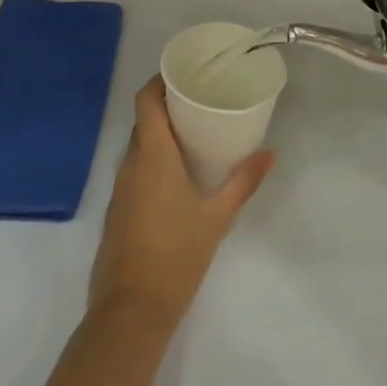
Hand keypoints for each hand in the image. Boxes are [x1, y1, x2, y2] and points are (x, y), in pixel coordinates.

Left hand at [89, 78, 273, 328]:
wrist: (130, 312)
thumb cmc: (176, 255)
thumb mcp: (217, 217)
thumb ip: (243, 181)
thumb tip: (270, 154)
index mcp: (152, 156)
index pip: (146, 102)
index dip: (159, 81)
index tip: (183, 73)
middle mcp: (130, 166)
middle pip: (143, 122)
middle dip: (167, 107)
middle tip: (199, 101)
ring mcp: (119, 191)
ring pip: (138, 148)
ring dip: (159, 136)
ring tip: (192, 134)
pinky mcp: (117, 213)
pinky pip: (134, 172)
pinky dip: (152, 162)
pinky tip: (175, 177)